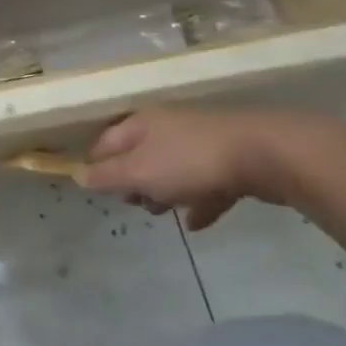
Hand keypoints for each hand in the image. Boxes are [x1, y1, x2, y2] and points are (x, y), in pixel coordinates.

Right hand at [81, 107, 333, 229]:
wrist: (268, 153)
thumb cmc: (191, 161)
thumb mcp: (140, 172)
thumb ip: (108, 176)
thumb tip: (78, 175)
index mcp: (141, 123)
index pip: (105, 143)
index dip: (96, 167)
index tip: (98, 192)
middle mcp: (167, 126)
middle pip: (139, 155)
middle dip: (133, 182)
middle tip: (136, 205)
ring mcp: (201, 140)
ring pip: (172, 168)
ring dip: (165, 192)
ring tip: (165, 214)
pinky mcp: (231, 158)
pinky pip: (205, 181)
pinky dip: (198, 199)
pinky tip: (197, 222)